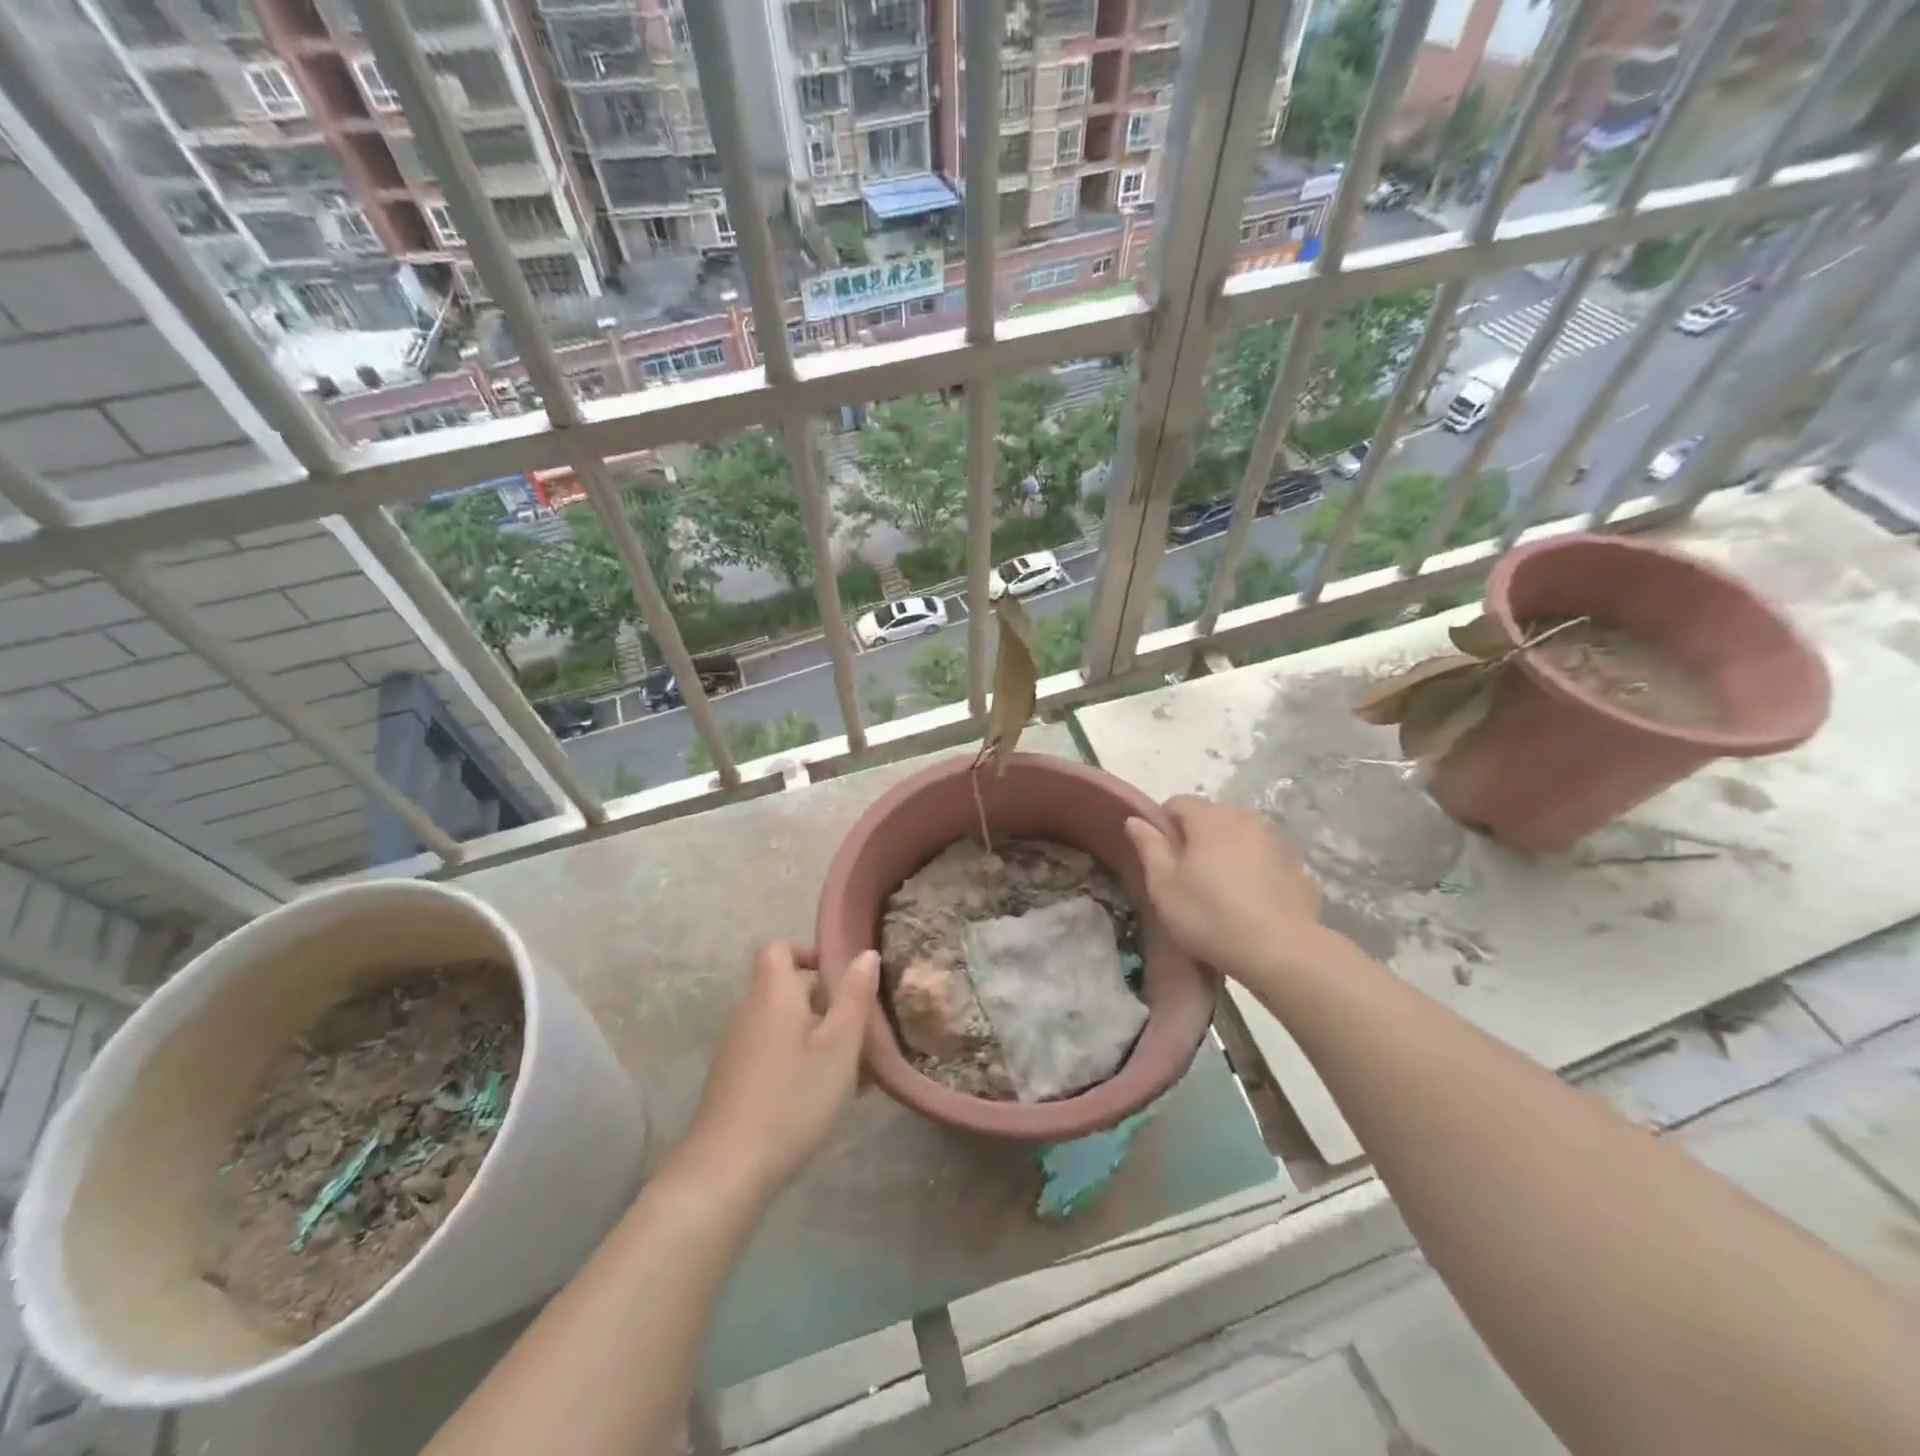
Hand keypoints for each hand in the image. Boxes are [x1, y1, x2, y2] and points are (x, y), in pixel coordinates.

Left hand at [679, 942, 878, 1202]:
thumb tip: (866, 954)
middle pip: (781, 985)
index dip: (808, 953)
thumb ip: (855, 996)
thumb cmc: (793, 1097)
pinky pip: (767, 1048)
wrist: (727, 1168)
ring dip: (808, 1030)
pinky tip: (814, 1090)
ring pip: (777, 1020)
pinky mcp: (729, 1077)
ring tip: (842, 1062)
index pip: (779, 948)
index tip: (839, 977)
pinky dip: (791, 1054)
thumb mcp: (840, 1046)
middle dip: (818, 997)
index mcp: (772, 992)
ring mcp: (733, 1044)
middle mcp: (747, 1009)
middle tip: (854, 1025)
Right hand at [1124, 796, 1320, 986]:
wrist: (1279, 951)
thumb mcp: (1164, 885)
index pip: (1177, 802)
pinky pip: (1264, 858)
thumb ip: (1149, 846)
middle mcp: (1245, 819)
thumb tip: (1136, 820)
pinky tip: (1250, 901)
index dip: (1163, 824)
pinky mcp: (1296, 866)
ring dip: (1226, 850)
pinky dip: (1253, 869)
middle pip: (1211, 815)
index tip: (1161, 856)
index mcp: (1209, 818)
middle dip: (1196, 836)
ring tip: (1219, 888)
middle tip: (1187, 874)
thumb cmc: (1209, 915)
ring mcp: (1275, 841)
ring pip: (1240, 835)